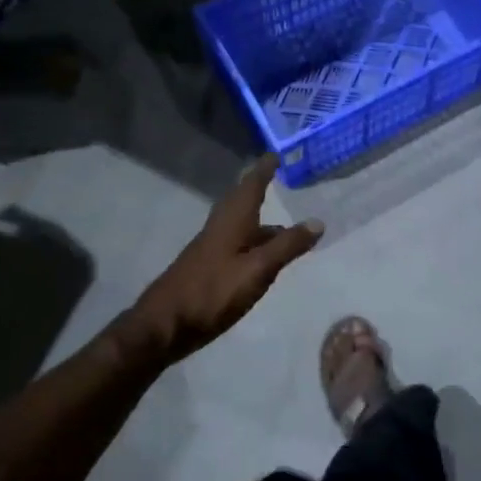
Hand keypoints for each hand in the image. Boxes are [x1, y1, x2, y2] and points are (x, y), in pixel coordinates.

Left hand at [128, 155, 323, 361]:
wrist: (163, 326)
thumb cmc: (212, 292)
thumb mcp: (257, 269)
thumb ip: (287, 246)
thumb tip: (317, 221)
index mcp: (231, 222)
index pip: (250, 186)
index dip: (263, 170)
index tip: (274, 154)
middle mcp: (219, 229)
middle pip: (241, 203)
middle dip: (258, 190)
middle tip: (277, 180)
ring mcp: (210, 251)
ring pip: (239, 226)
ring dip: (259, 221)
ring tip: (284, 227)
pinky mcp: (207, 271)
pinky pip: (235, 246)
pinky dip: (252, 243)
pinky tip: (262, 259)